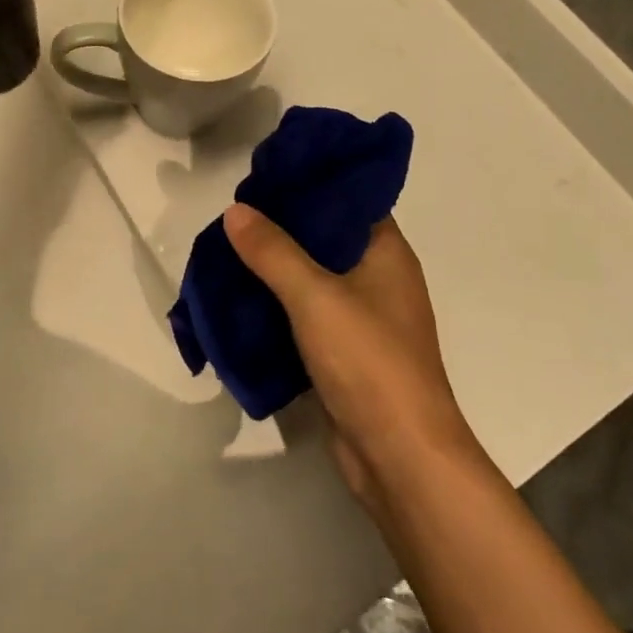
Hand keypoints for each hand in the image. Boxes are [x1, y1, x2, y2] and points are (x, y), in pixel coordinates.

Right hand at [223, 206, 474, 510]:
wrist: (400, 458)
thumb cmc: (369, 361)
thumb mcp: (314, 296)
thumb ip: (272, 251)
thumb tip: (235, 210)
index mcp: (387, 253)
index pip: (349, 199)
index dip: (311, 182)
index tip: (268, 174)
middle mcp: (380, 278)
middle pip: (327, 237)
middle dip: (283, 226)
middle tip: (237, 212)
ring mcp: (365, 318)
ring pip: (314, 277)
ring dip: (277, 267)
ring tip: (232, 247)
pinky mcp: (347, 352)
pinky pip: (308, 314)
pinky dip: (280, 303)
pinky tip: (243, 294)